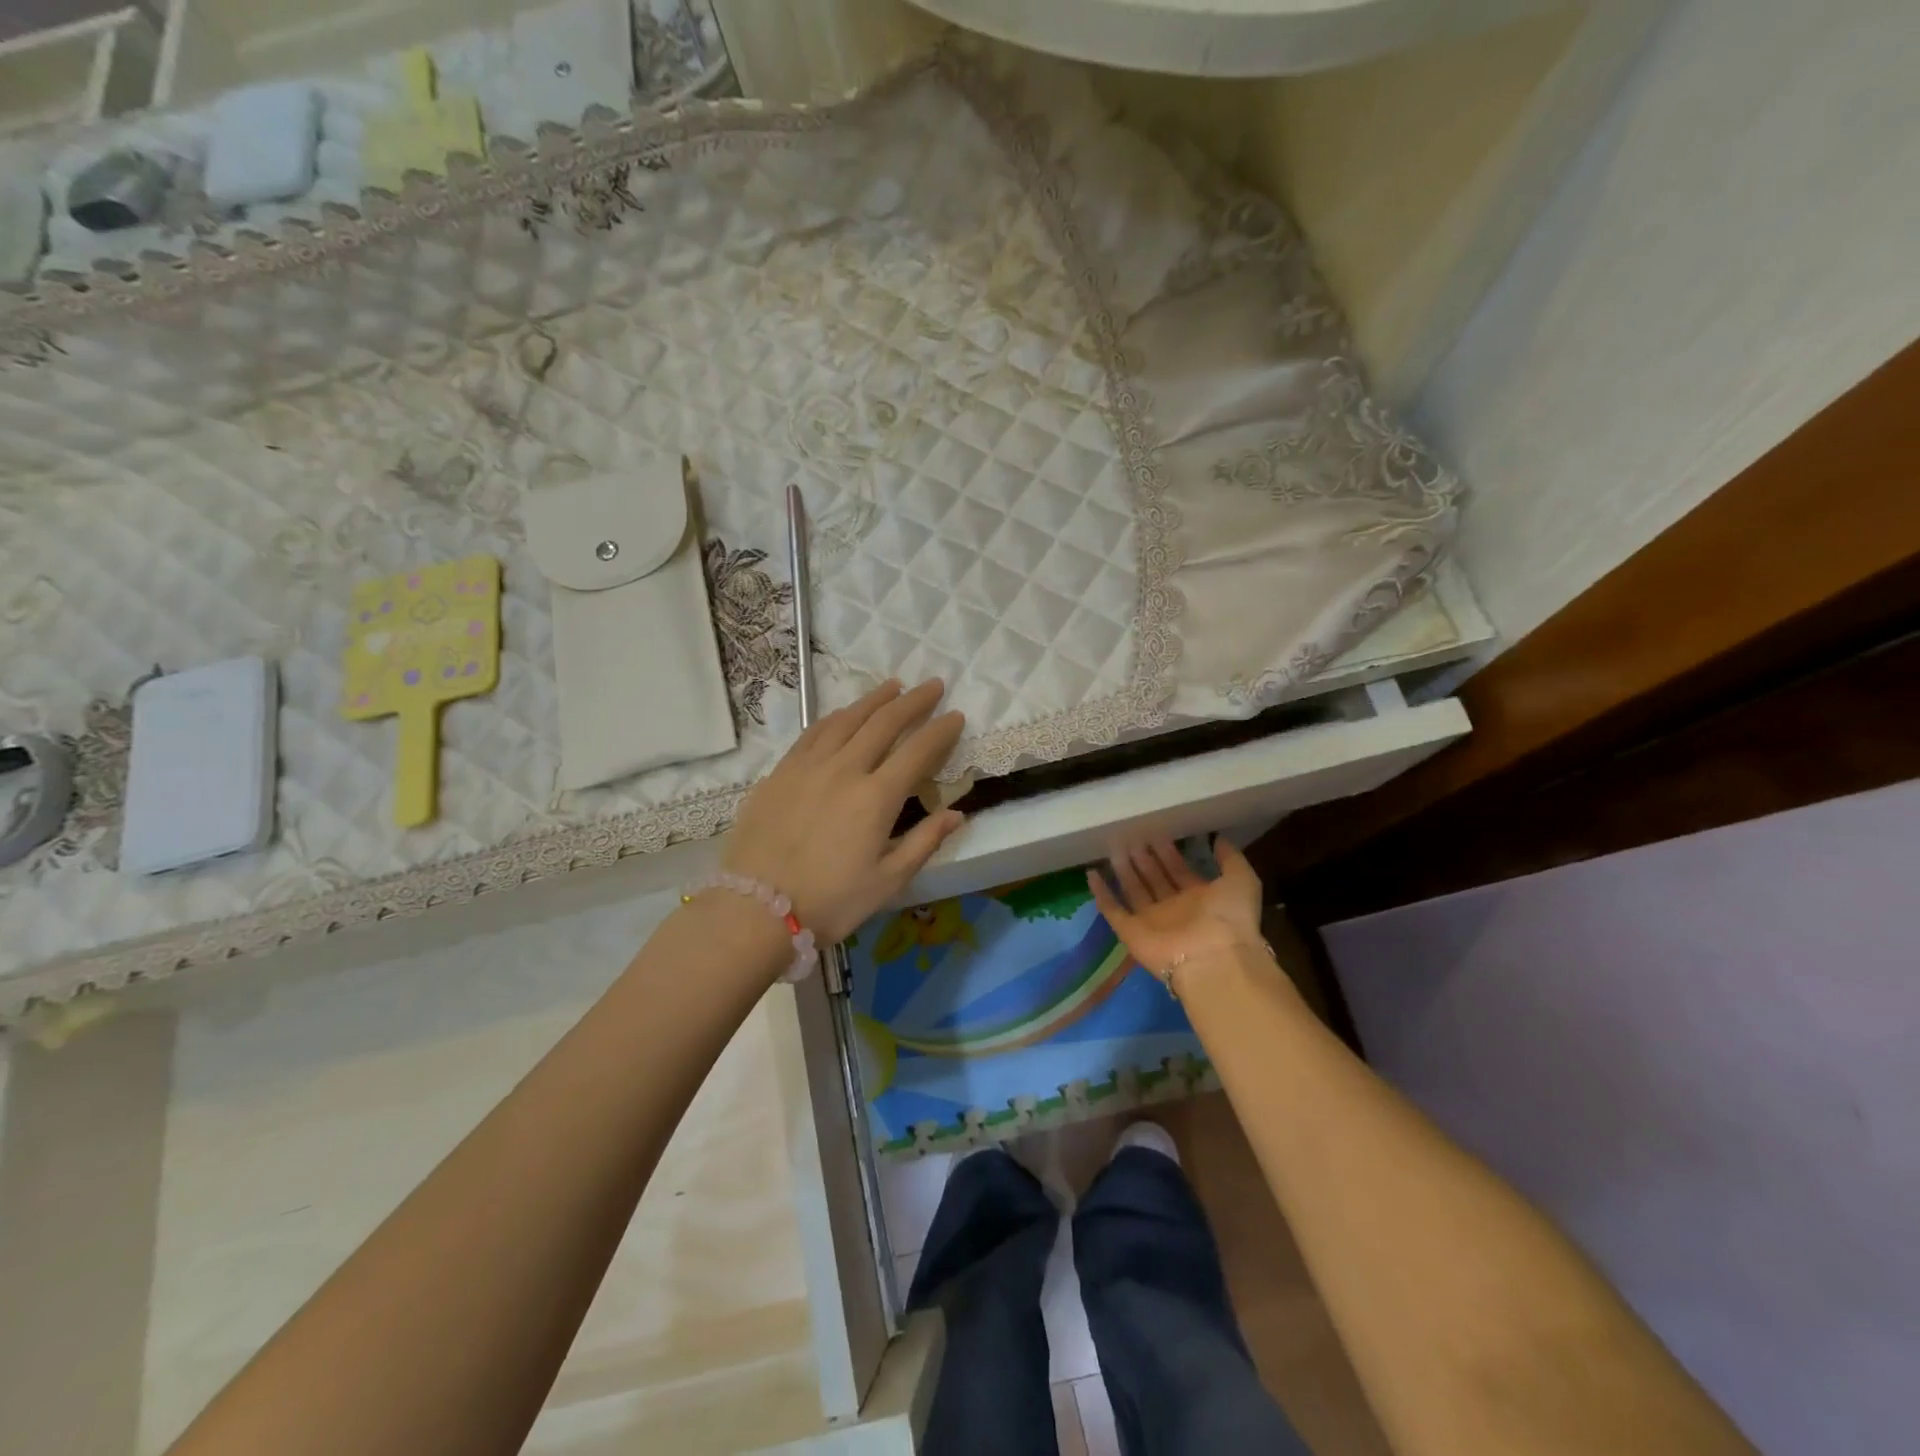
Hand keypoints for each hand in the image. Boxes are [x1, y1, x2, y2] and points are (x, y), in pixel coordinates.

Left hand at [721, 679, 965, 942]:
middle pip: (883, 723)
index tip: (956, 715)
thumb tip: (957, 814)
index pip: (917, 751)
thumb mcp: (887, 881)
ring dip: (873, 700)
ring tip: (893, 686)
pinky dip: (835, 716)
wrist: (755, 910)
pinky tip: (843, 713)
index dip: (940, 731)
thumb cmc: (830, 902)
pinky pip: (813, 733)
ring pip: (846, 720)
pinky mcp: (780, 772)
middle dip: (912, 701)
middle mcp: (844, 770)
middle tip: (932, 685)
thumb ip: (924, 842)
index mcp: (876, 798)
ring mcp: (807, 767)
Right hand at [1088, 837, 1265, 981]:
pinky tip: (1091, 873)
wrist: (1213, 959)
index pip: (1179, 870)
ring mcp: (1151, 921)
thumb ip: (1230, 859)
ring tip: (1113, 845)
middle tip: (1132, 834)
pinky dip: (1102, 894)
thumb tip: (1218, 839)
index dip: (1168, 851)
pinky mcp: (1131, 932)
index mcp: (1199, 898)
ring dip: (1124, 869)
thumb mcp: (1241, 879)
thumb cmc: (1229, 917)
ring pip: (1133, 890)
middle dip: (1144, 857)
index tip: (1157, 831)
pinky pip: (1112, 910)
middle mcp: (1174, 908)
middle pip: (1154, 878)